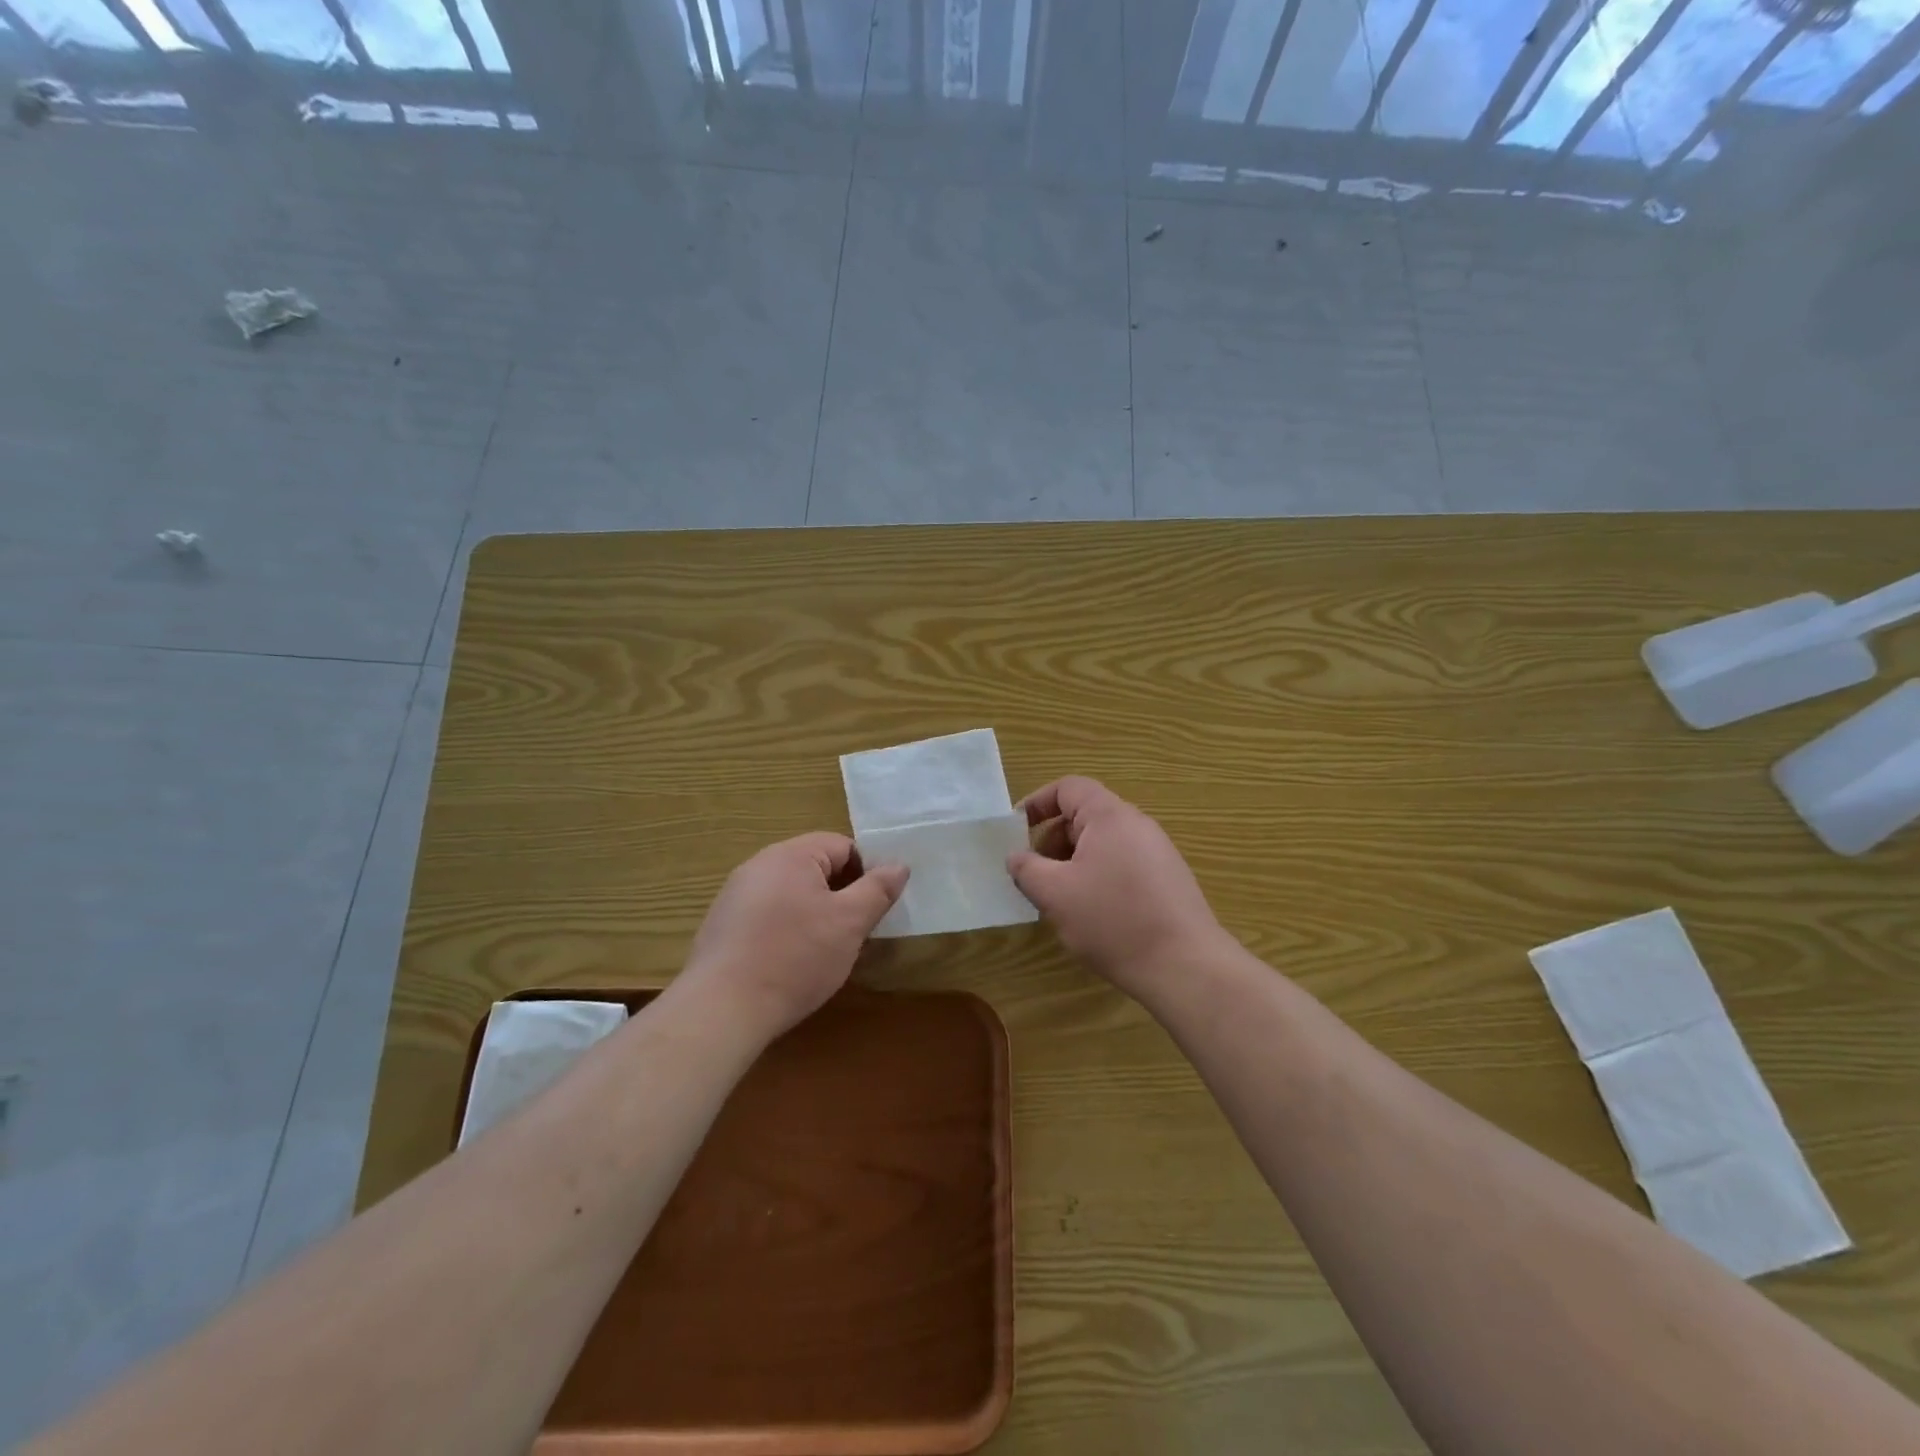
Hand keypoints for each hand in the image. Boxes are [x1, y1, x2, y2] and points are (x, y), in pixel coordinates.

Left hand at [680, 834, 907, 1040]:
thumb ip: (877, 889)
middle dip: (841, 896)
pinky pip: (767, 917)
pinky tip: (790, 965)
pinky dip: (786, 932)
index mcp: (790, 855)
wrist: (722, 1009)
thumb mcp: (849, 923)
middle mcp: (758, 865)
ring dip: (814, 915)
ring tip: (825, 952)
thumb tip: (899, 865)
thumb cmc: (795, 957)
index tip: (875, 907)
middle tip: (855, 932)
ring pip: (792, 894)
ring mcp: (735, 896)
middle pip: (815, 868)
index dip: (867, 872)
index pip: (843, 846)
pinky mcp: (722, 927)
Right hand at [1008, 776, 1227, 1002]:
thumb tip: (1016, 856)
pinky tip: (1093, 915)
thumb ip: (1027, 869)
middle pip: (1084, 816)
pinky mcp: (1168, 881)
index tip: (1015, 831)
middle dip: (1052, 841)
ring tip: (1060, 900)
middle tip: (1034, 875)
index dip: (1037, 803)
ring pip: (1102, 844)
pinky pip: (1121, 865)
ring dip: (1072, 863)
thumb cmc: (1113, 921)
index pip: (1068, 788)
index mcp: (1110, 816)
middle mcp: (1137, 825)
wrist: (1185, 966)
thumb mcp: (1055, 894)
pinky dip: (1097, 878)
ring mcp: (1157, 853)